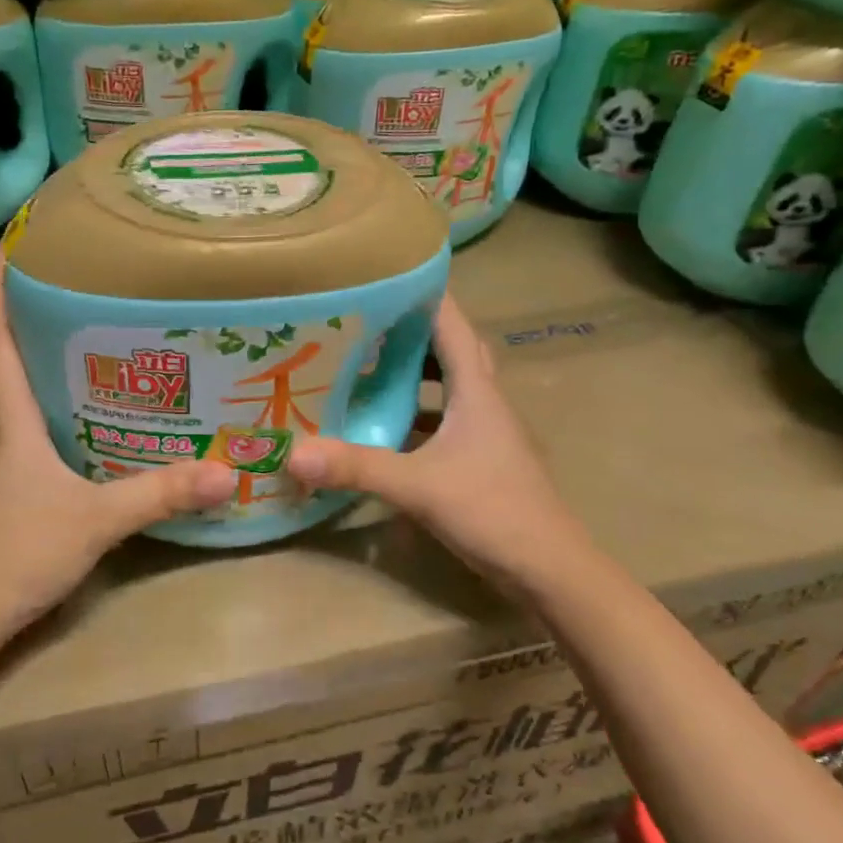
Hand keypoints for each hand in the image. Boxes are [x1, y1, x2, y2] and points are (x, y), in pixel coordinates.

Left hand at [0, 251, 236, 630]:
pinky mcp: (5, 488)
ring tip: (99, 348)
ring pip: (21, 398)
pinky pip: (31, 432)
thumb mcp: (97, 519)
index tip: (12, 245)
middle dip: (36, 320)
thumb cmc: (19, 550)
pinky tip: (93, 422)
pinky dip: (56, 411)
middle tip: (85, 292)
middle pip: (9, 360)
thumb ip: (159, 493)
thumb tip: (225, 472)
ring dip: (47, 367)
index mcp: (10, 419)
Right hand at [285, 292, 593, 596]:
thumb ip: (357, 467)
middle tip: (366, 321)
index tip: (384, 273)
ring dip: (415, 372)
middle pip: (451, 349)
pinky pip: (444, 420)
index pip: (453, 323)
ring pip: (449, 386)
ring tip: (368, 365)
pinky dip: (416, 414)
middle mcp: (484, 401)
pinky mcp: (478, 459)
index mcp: (476, 390)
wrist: (549, 570)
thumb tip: (293, 453)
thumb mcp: (418, 486)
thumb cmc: (493, 511)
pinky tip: (384, 426)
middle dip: (413, 331)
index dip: (424, 294)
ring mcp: (484, 432)